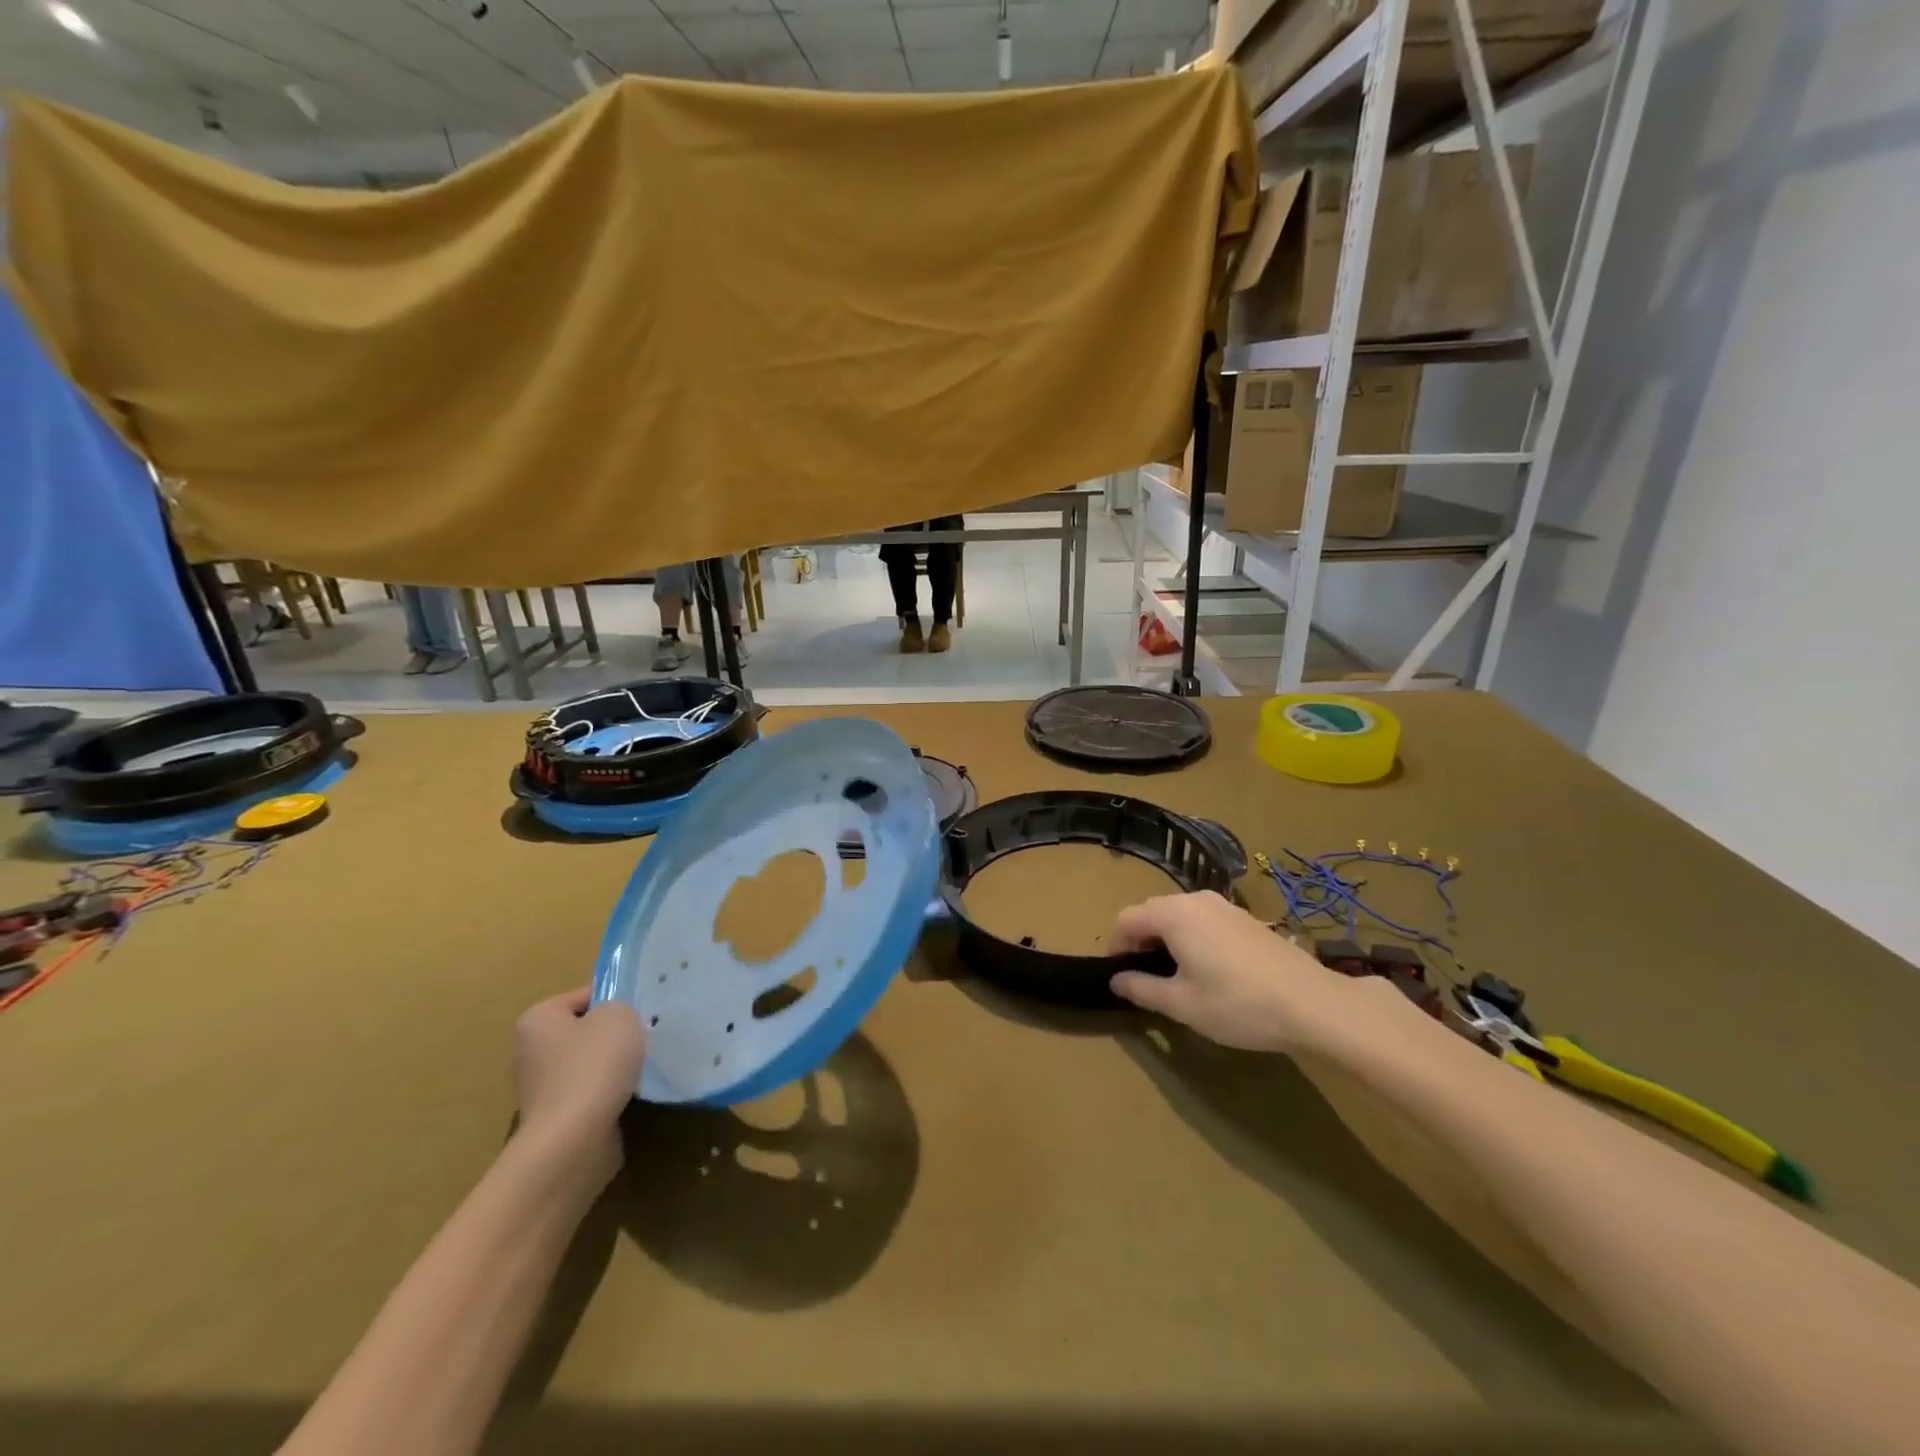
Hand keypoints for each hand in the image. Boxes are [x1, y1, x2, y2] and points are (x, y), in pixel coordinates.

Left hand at [512, 988, 645, 1188]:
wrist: (574, 1140)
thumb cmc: (593, 1065)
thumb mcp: (619, 1015)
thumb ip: (618, 1007)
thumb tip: (611, 1022)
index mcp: (537, 1019)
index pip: (583, 996)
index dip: (615, 1000)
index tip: (640, 1013)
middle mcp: (530, 1052)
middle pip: (583, 1032)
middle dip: (612, 1036)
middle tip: (643, 1038)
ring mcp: (540, 1089)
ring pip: (587, 1065)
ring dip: (612, 1068)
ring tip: (640, 1069)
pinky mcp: (554, 1119)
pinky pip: (589, 1094)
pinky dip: (608, 1095)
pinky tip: (629, 1095)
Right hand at [1108, 891, 1347, 1052]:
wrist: (1313, 1003)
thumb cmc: (1238, 1004)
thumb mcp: (1182, 1004)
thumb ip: (1142, 988)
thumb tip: (1116, 980)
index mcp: (1173, 914)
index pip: (1127, 919)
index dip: (1115, 945)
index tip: (1117, 974)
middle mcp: (1195, 899)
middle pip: (1152, 911)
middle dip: (1140, 939)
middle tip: (1143, 976)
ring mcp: (1224, 905)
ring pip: (1180, 914)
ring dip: (1167, 937)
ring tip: (1174, 974)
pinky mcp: (1246, 918)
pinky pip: (1204, 919)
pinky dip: (1192, 936)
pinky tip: (1207, 968)